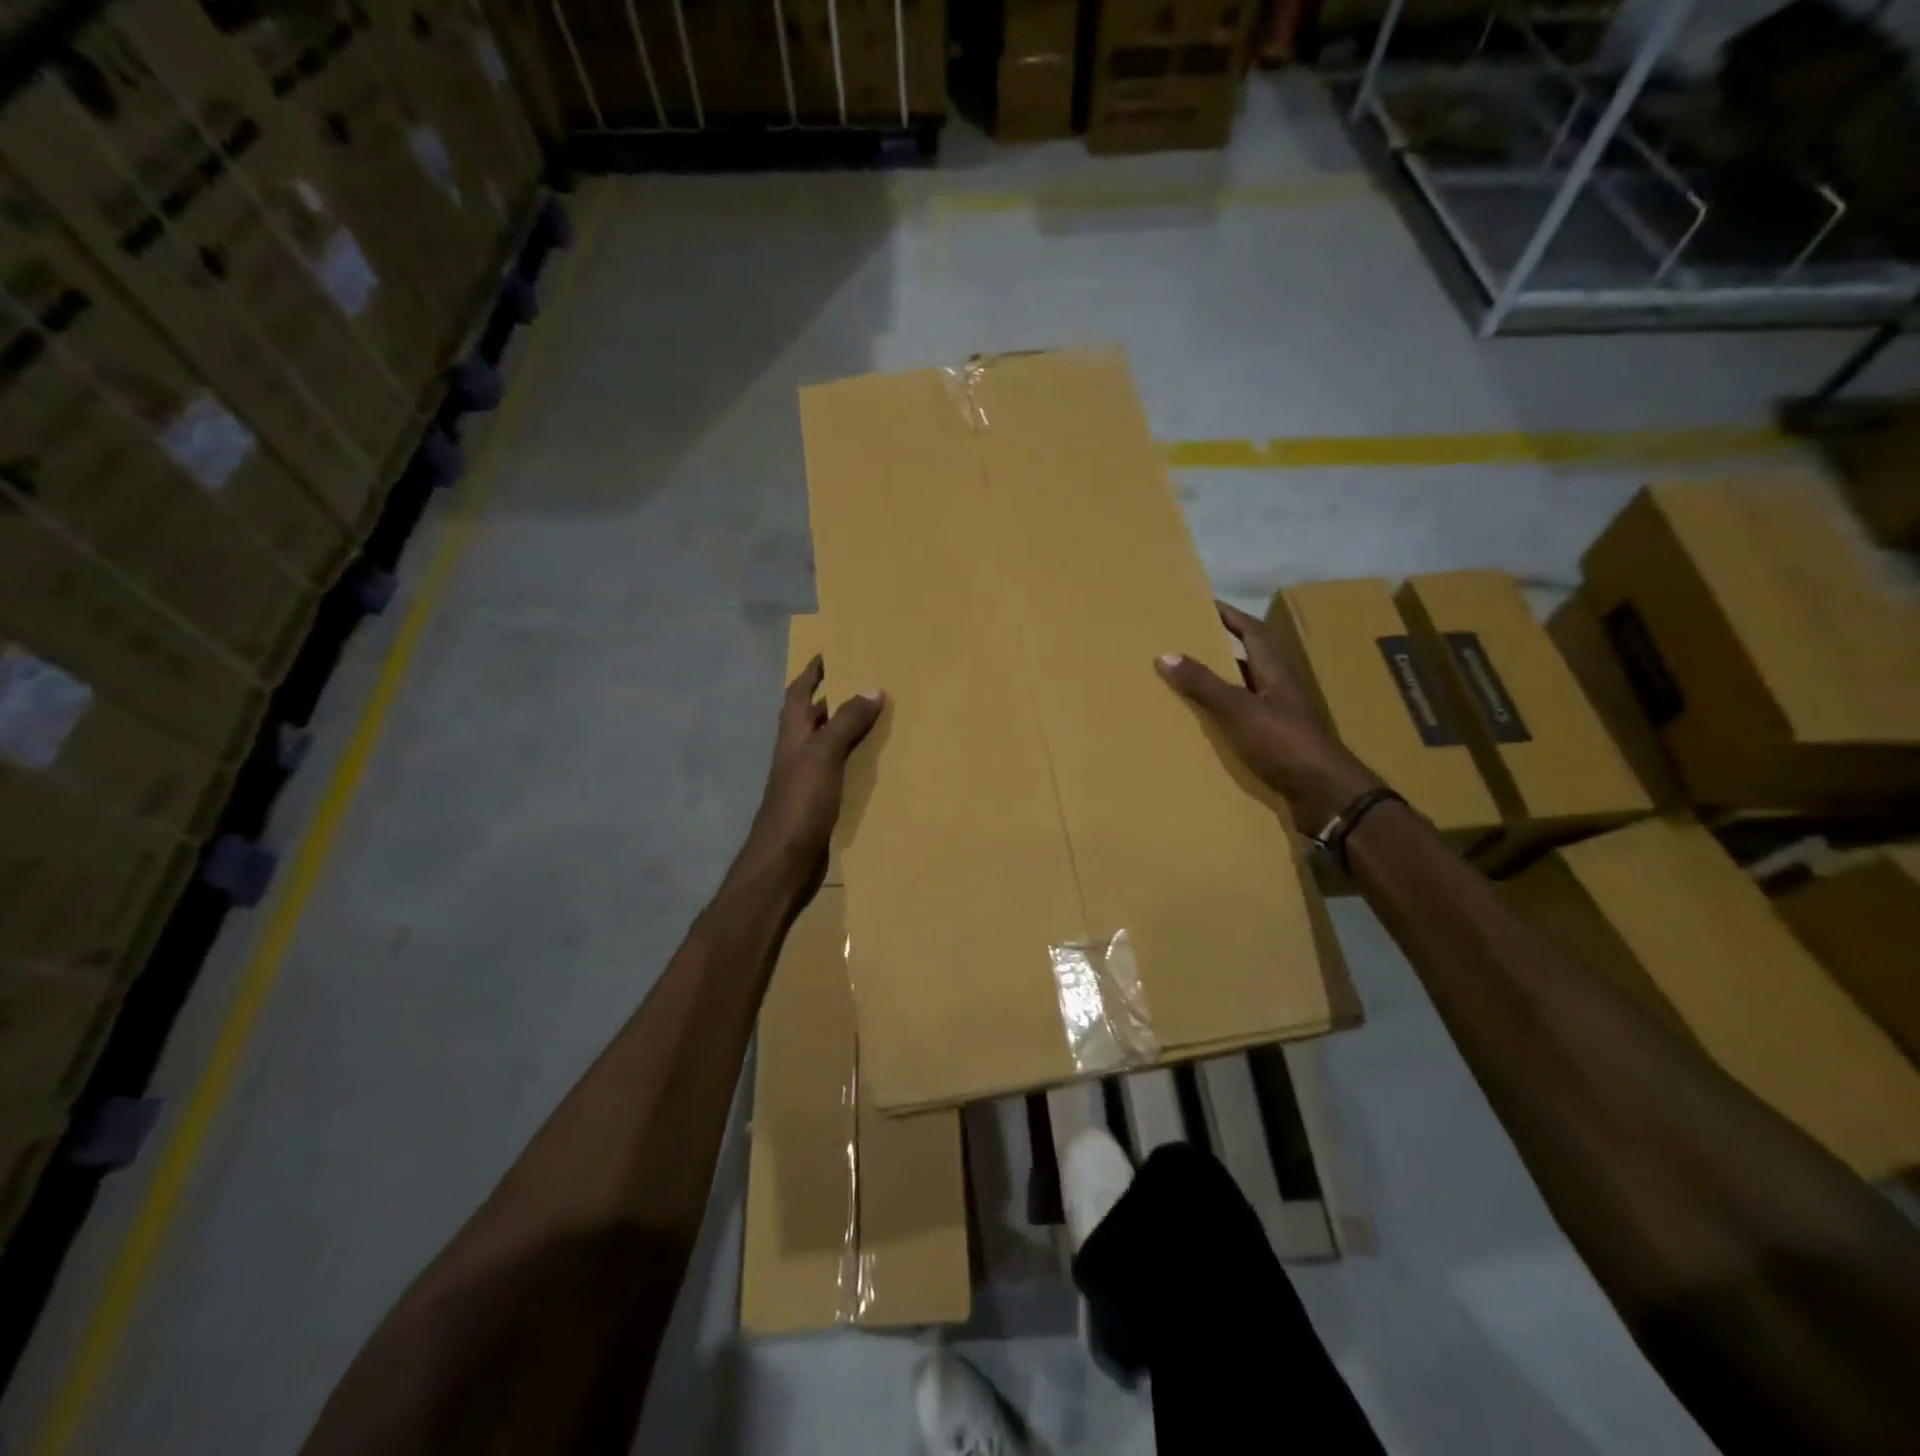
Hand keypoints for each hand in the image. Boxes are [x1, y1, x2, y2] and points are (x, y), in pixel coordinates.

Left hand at [741, 655, 884, 883]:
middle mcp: (797, 753)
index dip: (811, 672)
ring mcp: (807, 780)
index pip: (798, 693)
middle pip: (814, 717)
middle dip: (835, 697)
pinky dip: (855, 761)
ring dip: (848, 729)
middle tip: (867, 681)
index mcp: (792, 736)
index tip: (830, 653)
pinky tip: (877, 763)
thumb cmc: (799, 804)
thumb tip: (872, 687)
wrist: (784, 863)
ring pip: (828, 745)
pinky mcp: (820, 804)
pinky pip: (840, 771)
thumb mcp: (823, 755)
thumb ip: (846, 722)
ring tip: (881, 716)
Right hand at [1156, 601, 1380, 827]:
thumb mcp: (1239, 710)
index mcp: (1275, 672)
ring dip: (1220, 685)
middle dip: (1220, 649)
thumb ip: (1204, 684)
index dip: (1230, 616)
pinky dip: (1223, 717)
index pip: (1253, 632)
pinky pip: (1243, 721)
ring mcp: (1280, 719)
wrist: (1325, 795)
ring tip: (1186, 683)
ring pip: (1245, 692)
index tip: (1204, 604)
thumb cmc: (1284, 743)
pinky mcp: (1276, 745)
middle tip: (1186, 643)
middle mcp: (1279, 690)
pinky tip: (1203, 727)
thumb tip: (1166, 654)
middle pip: (1249, 660)